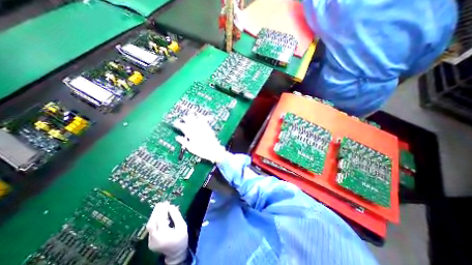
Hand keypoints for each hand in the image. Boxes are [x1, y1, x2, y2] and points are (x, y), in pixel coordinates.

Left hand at [146, 202, 187, 263]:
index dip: (163, 210)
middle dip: (156, 212)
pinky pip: (151, 228)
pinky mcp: (150, 241)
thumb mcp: (182, 226)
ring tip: (160, 207)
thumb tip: (171, 206)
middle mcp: (155, 239)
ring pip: (149, 225)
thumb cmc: (181, 238)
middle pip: (152, 223)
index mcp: (164, 235)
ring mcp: (151, 241)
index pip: (161, 220)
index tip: (166, 203)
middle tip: (161, 203)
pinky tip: (159, 215)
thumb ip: (176, 215)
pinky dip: (154, 220)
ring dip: (154, 215)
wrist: (176, 253)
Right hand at [173, 115, 228, 162]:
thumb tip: (177, 137)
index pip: (182, 127)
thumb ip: (183, 142)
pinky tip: (199, 115)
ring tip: (189, 114)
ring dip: (192, 116)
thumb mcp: (191, 148)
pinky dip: (201, 117)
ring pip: (196, 119)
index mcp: (191, 134)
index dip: (178, 124)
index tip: (175, 123)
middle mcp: (196, 129)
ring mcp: (203, 128)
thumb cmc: (202, 151)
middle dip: (185, 118)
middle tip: (182, 118)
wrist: (214, 150)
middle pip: (189, 121)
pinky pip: (204, 120)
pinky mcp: (208, 128)